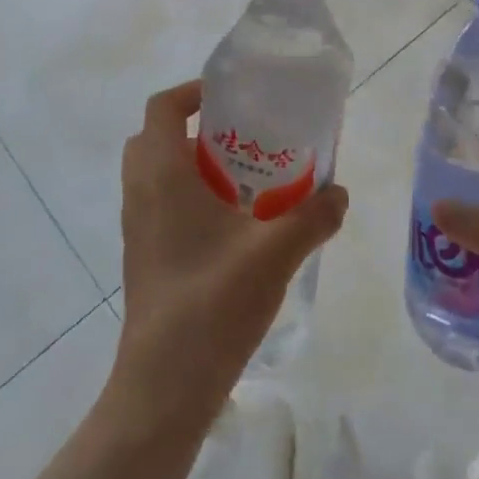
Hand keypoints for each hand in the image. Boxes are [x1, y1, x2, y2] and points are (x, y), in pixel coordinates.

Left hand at [111, 81, 348, 426]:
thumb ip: (313, 216)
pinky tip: (235, 225)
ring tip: (246, 177)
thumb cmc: (213, 303)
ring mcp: (138, 228)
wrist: (165, 386)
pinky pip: (161, 205)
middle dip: (195, 128)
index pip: (162, 108)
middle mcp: (141, 194)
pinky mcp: (144, 257)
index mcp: (162, 176)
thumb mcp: (275, 253)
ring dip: (193, 164)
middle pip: (155, 138)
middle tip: (242, 137)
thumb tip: (340, 193)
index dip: (192, 92)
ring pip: (157, 174)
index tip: (232, 97)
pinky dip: (190, 197)